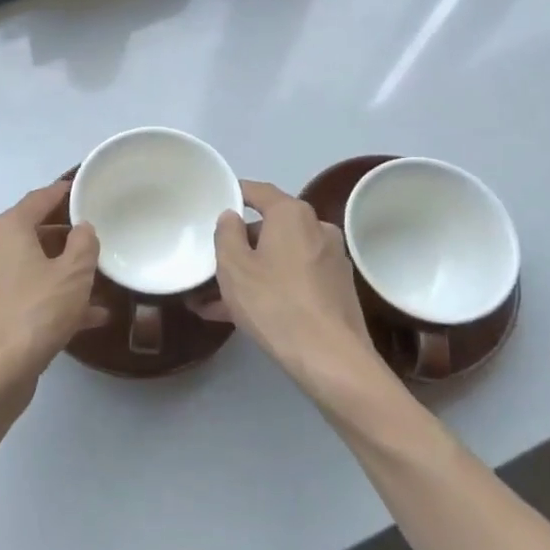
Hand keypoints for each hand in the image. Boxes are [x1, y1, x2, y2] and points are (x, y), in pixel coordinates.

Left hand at [0, 180, 104, 412]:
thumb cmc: (36, 312)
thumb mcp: (74, 274)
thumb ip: (84, 244)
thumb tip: (82, 228)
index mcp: (6, 230)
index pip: (38, 199)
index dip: (62, 193)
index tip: (81, 189)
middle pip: (31, 234)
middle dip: (64, 239)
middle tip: (93, 243)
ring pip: (29, 270)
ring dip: (60, 276)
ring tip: (96, 290)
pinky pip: (22, 297)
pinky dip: (47, 301)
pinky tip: (81, 321)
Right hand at [213, 181, 387, 404]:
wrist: (331, 359)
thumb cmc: (275, 303)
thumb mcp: (233, 267)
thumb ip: (226, 234)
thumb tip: (232, 216)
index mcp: (292, 214)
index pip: (258, 191)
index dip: (235, 193)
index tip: (215, 200)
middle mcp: (317, 228)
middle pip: (270, 227)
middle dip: (240, 244)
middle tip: (212, 262)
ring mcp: (331, 260)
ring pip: (281, 257)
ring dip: (252, 271)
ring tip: (217, 299)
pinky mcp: (337, 289)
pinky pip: (294, 278)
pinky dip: (271, 287)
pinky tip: (244, 313)